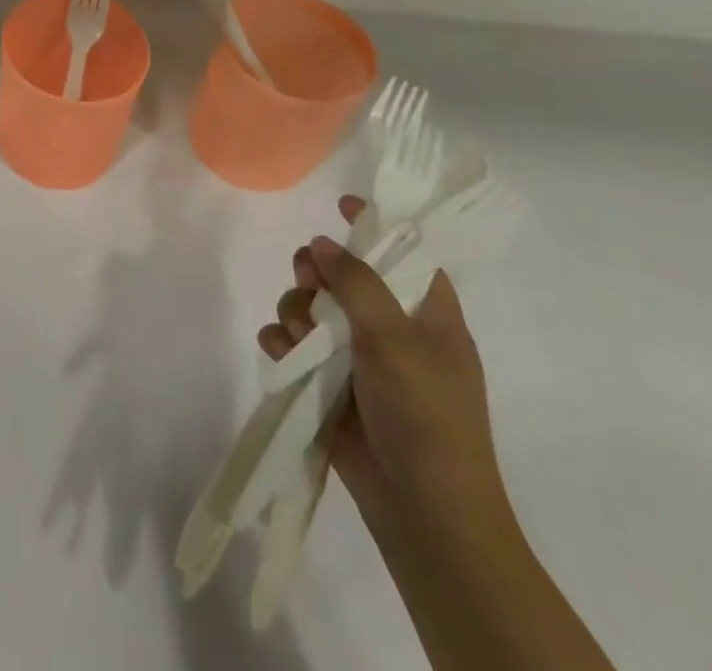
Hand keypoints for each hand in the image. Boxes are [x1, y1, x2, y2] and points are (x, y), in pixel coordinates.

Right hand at [259, 197, 511, 536]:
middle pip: (343, 276)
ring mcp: (357, 358)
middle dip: (316, 272)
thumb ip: (357, 283)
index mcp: (428, 318)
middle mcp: (391, 331)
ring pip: (309, 306)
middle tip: (308, 277)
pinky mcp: (326, 382)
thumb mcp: (395, 339)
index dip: (378, 227)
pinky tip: (284, 353)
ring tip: (300, 336)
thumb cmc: (426, 415)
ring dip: (295, 311)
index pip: (407, 256)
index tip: (342, 203)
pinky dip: (283, 342)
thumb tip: (322, 242)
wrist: (421, 508)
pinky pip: (291, 342)